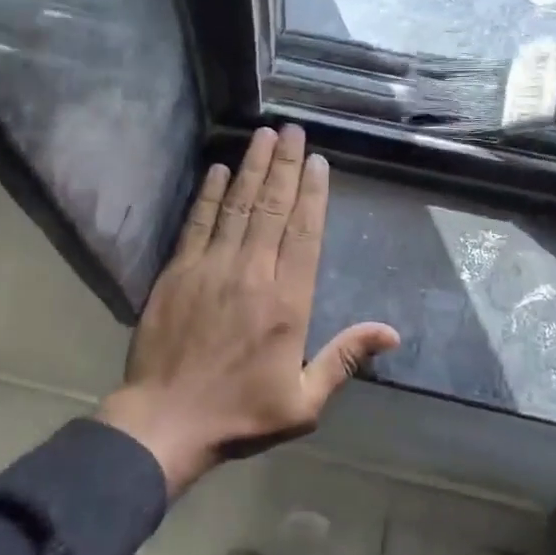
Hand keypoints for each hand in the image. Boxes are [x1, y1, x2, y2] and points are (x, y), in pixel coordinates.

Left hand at [96, 125, 399, 496]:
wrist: (164, 424)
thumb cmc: (239, 415)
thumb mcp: (303, 402)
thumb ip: (344, 359)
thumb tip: (391, 333)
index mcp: (287, 302)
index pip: (304, 234)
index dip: (313, 194)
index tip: (319, 161)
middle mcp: (252, 273)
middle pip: (272, 208)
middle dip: (286, 166)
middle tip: (294, 130)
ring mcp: (211, 268)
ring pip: (237, 205)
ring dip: (252, 167)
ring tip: (264, 135)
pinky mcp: (178, 272)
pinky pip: (198, 222)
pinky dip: (208, 193)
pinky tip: (217, 168)